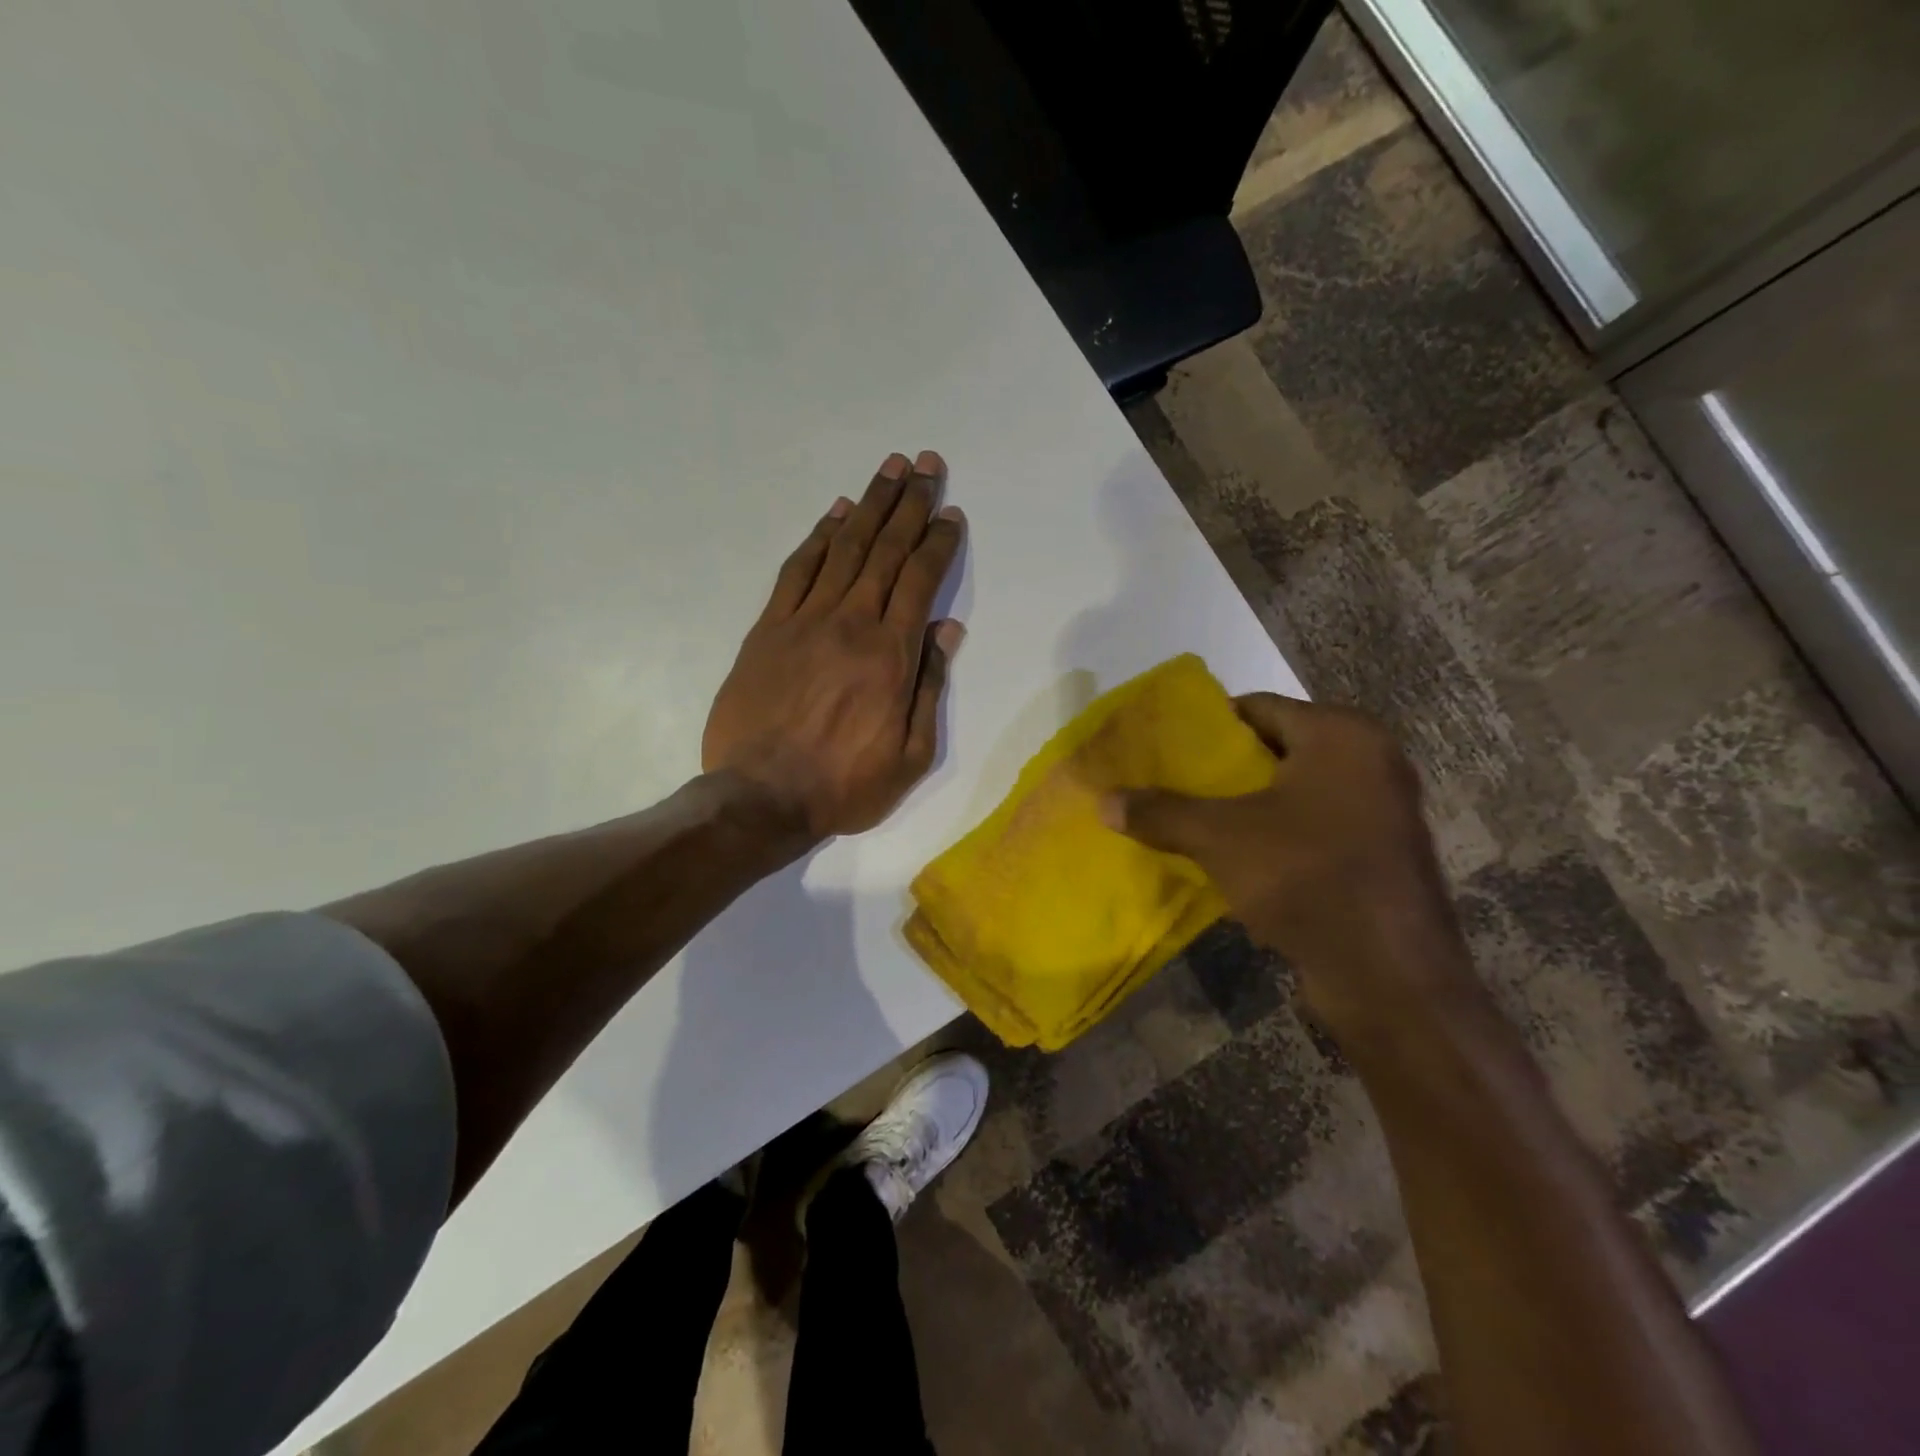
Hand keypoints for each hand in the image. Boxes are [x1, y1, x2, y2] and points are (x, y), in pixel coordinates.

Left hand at [703, 450, 965, 840]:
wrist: (761, 798)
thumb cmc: (845, 785)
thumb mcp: (910, 754)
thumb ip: (929, 687)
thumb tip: (947, 629)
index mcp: (891, 655)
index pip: (920, 580)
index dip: (938, 542)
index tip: (951, 513)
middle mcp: (851, 624)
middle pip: (885, 550)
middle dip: (910, 503)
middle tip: (926, 463)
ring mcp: (804, 621)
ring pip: (844, 549)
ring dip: (870, 505)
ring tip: (889, 469)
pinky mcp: (768, 629)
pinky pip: (797, 570)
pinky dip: (818, 537)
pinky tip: (835, 513)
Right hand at [1105, 695, 1478, 1038]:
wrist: (1391, 978)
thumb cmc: (1307, 878)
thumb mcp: (1220, 838)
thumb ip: (1161, 813)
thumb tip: (1103, 802)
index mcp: (1340, 735)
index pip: (1256, 707)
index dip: (1205, 726)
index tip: (1163, 747)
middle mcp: (1369, 761)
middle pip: (1274, 750)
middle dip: (1220, 770)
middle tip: (1168, 783)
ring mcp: (1380, 810)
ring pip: (1292, 793)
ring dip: (1244, 806)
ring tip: (1189, 820)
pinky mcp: (1379, 855)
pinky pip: (1312, 828)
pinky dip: (1273, 836)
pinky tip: (1231, 859)